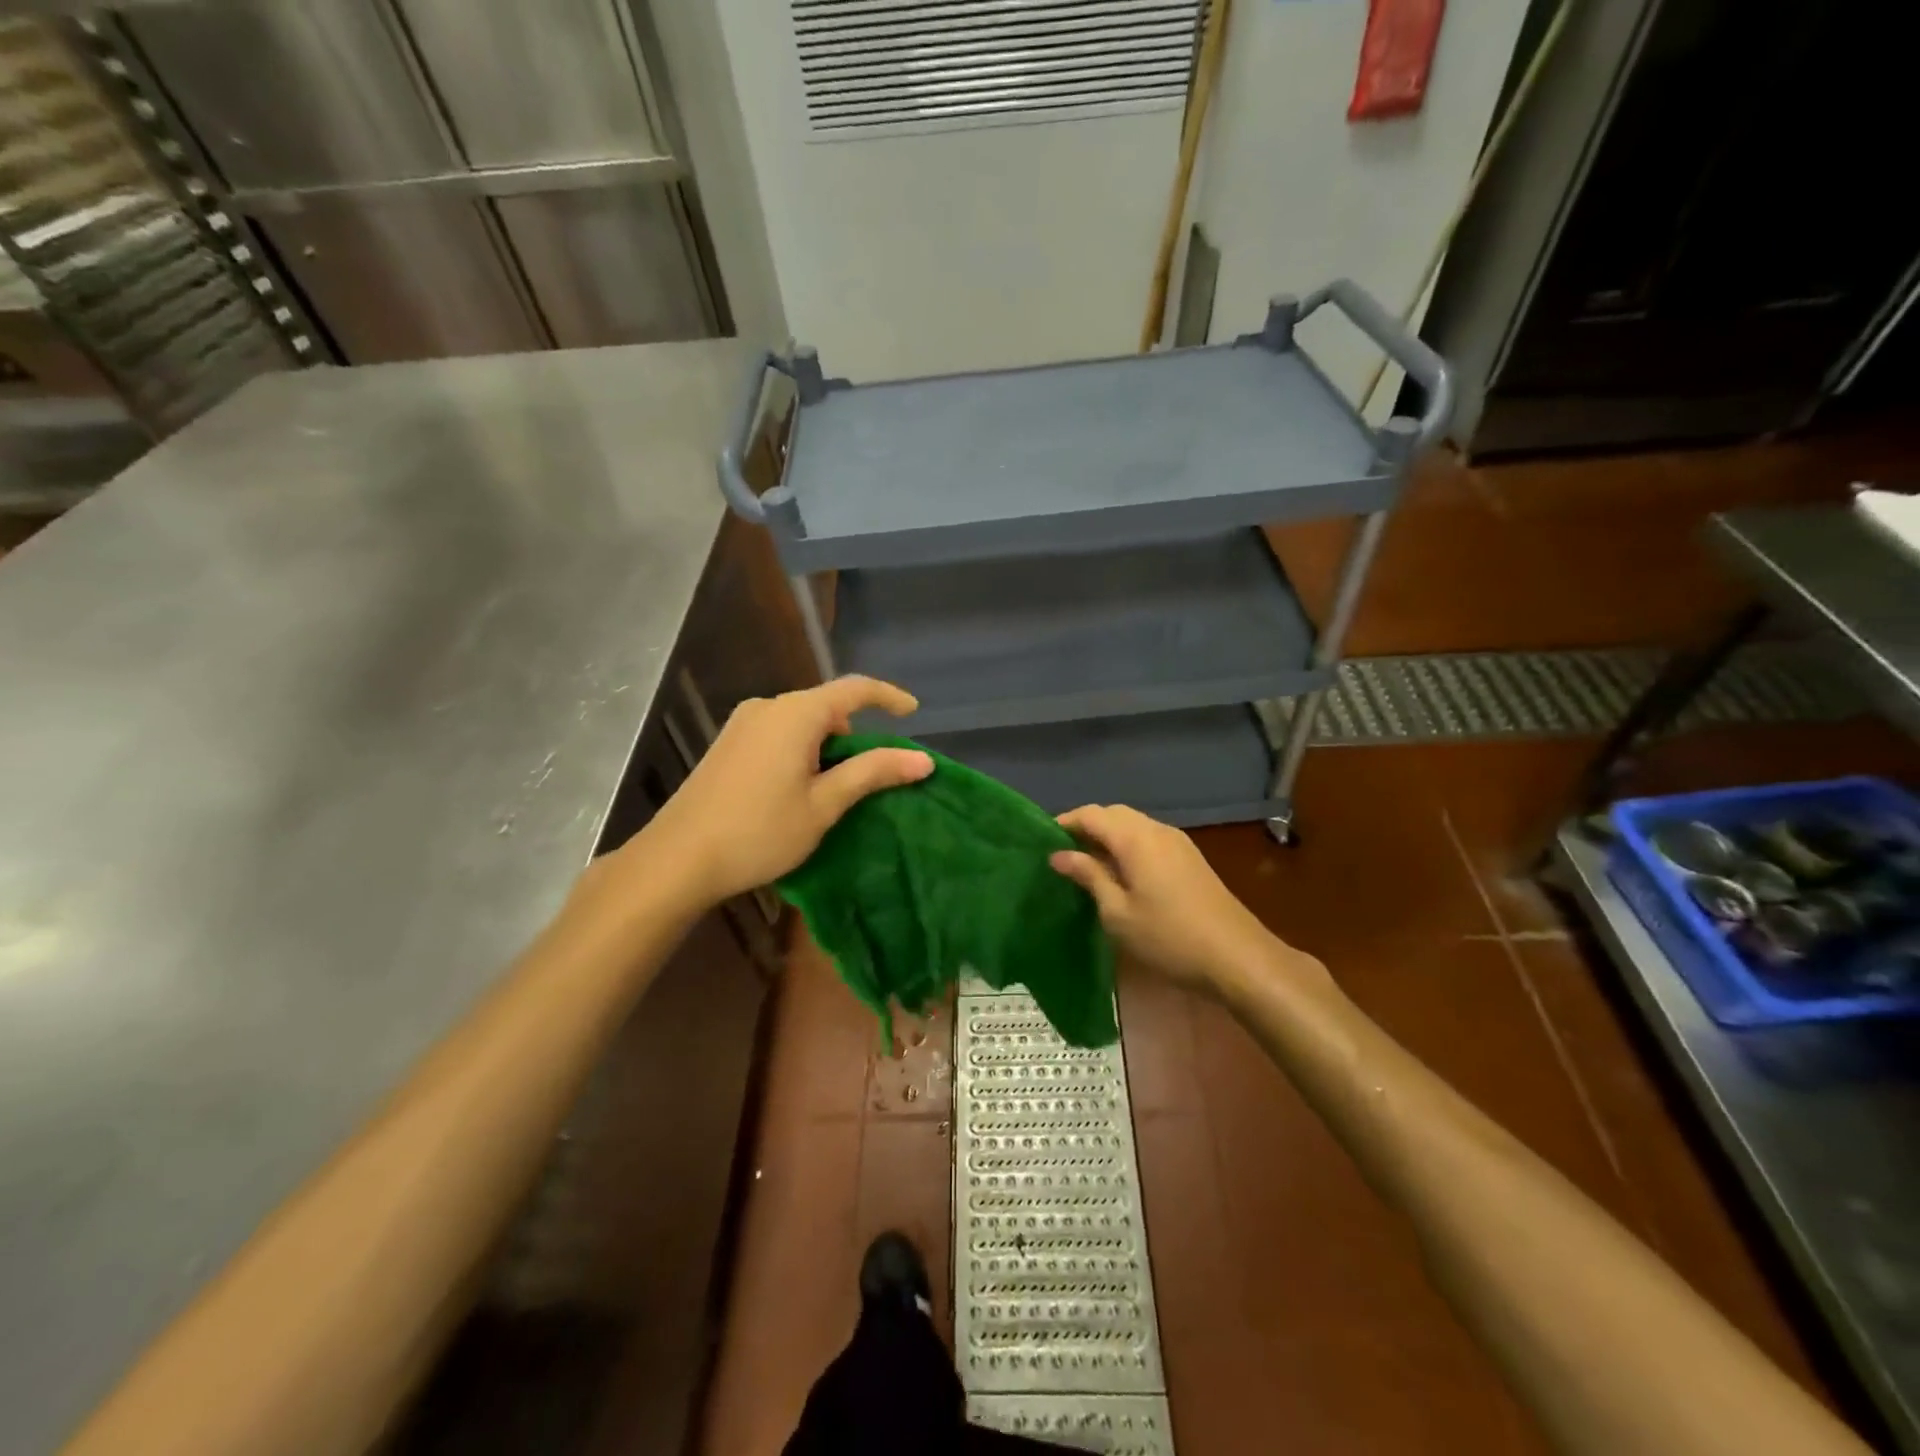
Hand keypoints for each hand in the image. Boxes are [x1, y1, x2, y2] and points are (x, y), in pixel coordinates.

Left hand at [638, 676, 931, 905]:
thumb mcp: (824, 804)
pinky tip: (798, 788)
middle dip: (855, 732)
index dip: (888, 697)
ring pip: (802, 721)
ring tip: (834, 790)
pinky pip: (779, 732)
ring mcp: (743, 723)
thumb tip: (922, 759)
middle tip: (872, 775)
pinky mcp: (728, 743)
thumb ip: (872, 773)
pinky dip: (802, 750)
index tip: (913, 712)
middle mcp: (768, 706)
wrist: (677, 859)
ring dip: (827, 745)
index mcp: (796, 713)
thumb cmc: (759, 831)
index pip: (854, 689)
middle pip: (826, 706)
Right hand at [1050, 804, 1292, 993]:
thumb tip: (1059, 854)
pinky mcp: (1190, 858)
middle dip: (1086, 826)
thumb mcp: (1118, 912)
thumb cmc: (1168, 937)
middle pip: (1114, 814)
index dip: (1065, 822)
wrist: (1237, 957)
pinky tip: (1120, 872)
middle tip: (1062, 852)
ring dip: (1108, 835)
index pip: (1092, 814)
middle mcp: (1157, 830)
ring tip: (1086, 863)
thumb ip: (1089, 876)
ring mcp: (1178, 842)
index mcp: (1135, 838)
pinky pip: (1149, 838)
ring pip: (1133, 825)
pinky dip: (1128, 845)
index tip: (1041, 840)